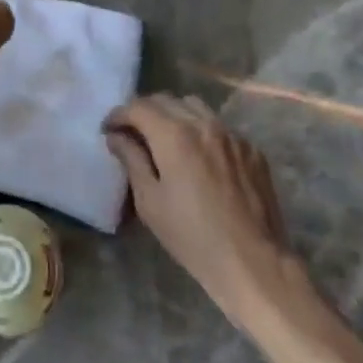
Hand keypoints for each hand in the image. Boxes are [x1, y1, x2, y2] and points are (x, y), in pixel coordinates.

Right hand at [105, 95, 291, 319]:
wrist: (253, 262)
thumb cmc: (192, 236)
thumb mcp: (150, 201)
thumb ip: (131, 160)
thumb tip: (116, 136)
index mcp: (174, 135)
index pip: (138, 107)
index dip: (118, 115)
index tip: (108, 130)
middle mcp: (204, 124)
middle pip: (166, 100)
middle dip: (143, 112)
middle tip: (132, 134)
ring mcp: (232, 135)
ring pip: (195, 107)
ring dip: (174, 115)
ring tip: (166, 140)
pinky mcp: (252, 150)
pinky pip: (220, 127)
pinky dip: (202, 132)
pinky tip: (200, 158)